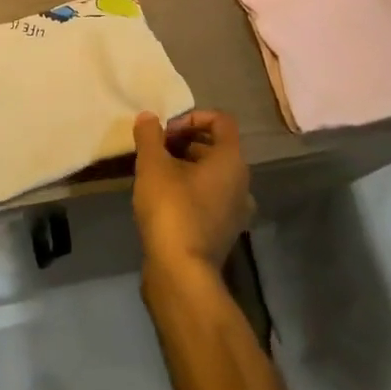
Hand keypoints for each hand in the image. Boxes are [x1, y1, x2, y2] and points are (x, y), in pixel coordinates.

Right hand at [132, 109, 253, 277]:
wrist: (181, 273)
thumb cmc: (171, 209)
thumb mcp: (153, 165)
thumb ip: (150, 135)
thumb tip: (148, 116)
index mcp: (231, 160)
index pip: (221, 121)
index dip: (192, 117)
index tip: (166, 131)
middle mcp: (242, 182)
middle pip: (216, 147)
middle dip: (185, 142)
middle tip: (156, 151)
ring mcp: (236, 210)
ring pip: (212, 174)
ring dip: (186, 166)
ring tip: (156, 174)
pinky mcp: (225, 231)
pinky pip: (210, 197)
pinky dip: (191, 190)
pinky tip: (164, 200)